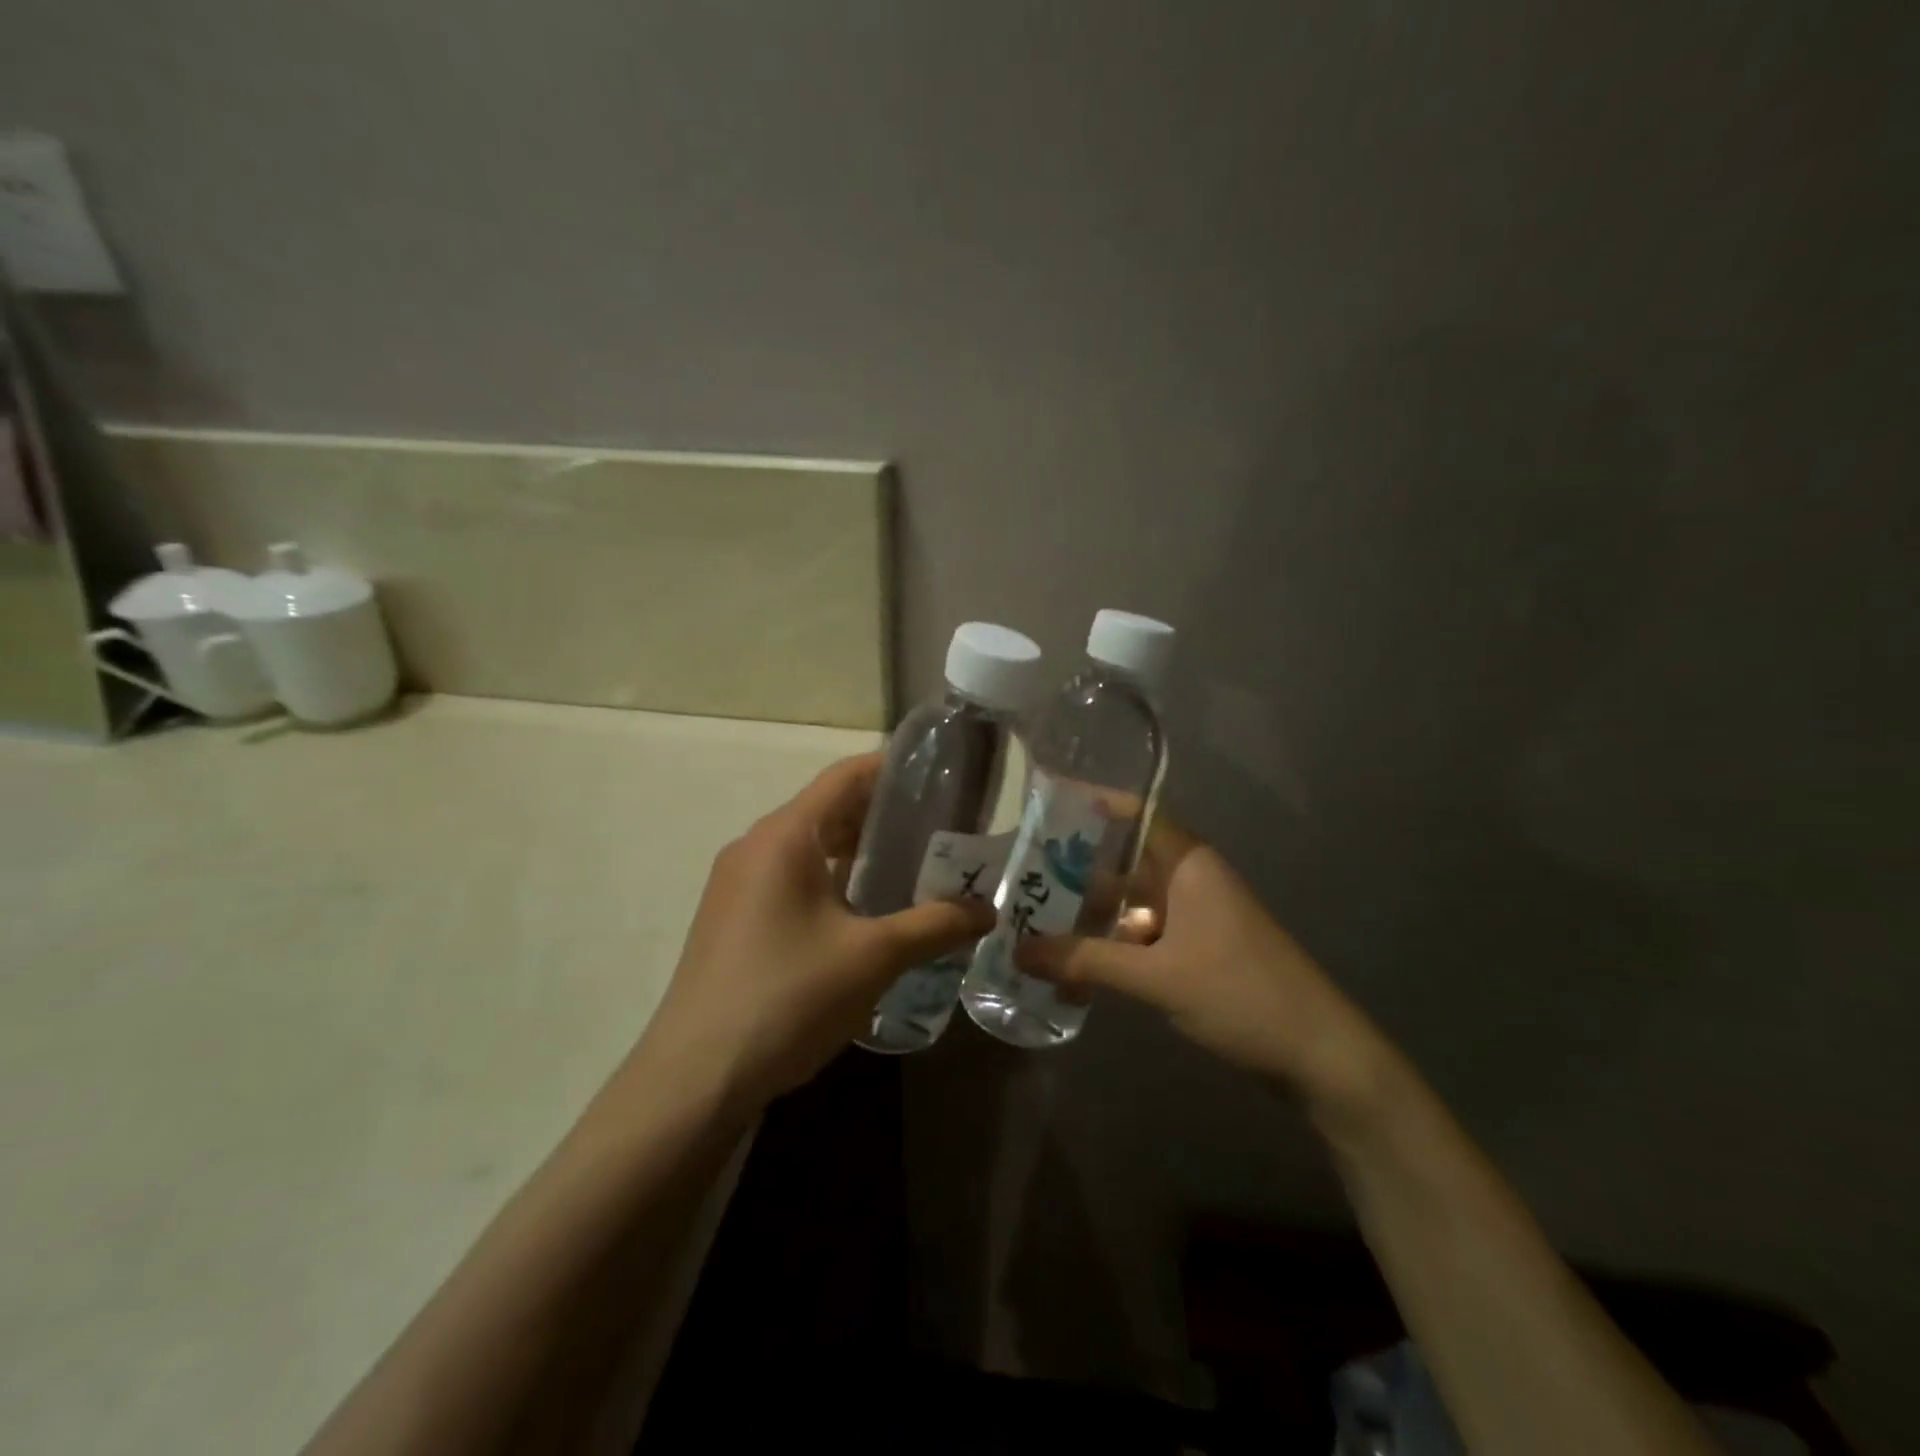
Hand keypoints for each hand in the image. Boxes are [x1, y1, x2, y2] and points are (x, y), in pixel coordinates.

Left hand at [641, 753, 994, 1110]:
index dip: (892, 769)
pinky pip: (792, 879)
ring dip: (859, 852)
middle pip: (828, 810)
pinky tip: (867, 912)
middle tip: (940, 828)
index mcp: (784, 836)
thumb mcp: (873, 958)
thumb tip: (987, 911)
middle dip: (884, 816)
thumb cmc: (788, 997)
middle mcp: (755, 847)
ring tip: (914, 867)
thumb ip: (934, 925)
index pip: (844, 777)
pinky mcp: (734, 919)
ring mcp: (738, 885)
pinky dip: (833, 880)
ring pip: (810, 848)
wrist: (696, 1077)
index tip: (940, 776)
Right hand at [1016, 817, 1386, 1110]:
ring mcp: (1196, 915)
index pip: (1135, 812)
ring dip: (1091, 910)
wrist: (1319, 1055)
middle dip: (1076, 865)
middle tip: (1019, 869)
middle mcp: (1191, 879)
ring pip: (1132, 899)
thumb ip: (1087, 961)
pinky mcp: (1199, 948)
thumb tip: (1018, 951)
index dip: (1091, 802)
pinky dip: (1113, 942)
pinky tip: (1077, 961)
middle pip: (1125, 858)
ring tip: (1035, 916)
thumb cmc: (1241, 994)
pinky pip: (1145, 932)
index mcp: (1188, 863)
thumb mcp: (1158, 977)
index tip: (1043, 799)